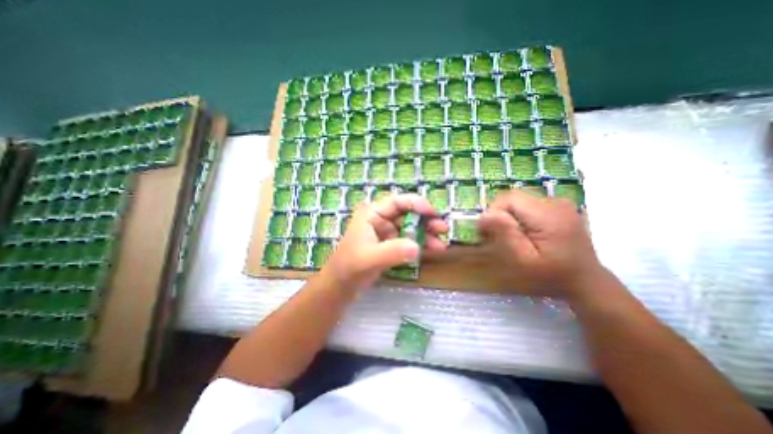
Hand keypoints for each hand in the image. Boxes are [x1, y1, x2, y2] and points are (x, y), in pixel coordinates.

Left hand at [323, 195, 450, 292]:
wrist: (341, 285)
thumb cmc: (350, 267)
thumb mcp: (370, 258)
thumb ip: (392, 251)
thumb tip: (417, 247)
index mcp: (372, 213)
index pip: (397, 201)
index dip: (417, 204)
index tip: (434, 214)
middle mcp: (380, 218)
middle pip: (407, 213)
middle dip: (426, 220)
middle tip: (443, 229)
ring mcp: (385, 231)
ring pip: (410, 227)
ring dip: (426, 233)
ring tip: (441, 244)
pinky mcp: (389, 243)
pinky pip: (408, 239)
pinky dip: (420, 243)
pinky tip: (432, 249)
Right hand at [478, 191, 602, 299]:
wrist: (586, 282)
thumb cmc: (552, 276)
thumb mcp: (524, 260)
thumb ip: (505, 235)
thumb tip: (484, 215)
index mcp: (548, 215)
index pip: (509, 198)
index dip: (494, 212)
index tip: (489, 232)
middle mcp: (555, 203)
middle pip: (513, 198)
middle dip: (500, 215)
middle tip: (498, 237)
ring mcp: (559, 204)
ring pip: (519, 201)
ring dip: (509, 216)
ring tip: (512, 236)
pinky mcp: (558, 207)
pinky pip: (528, 205)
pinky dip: (519, 216)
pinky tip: (524, 232)